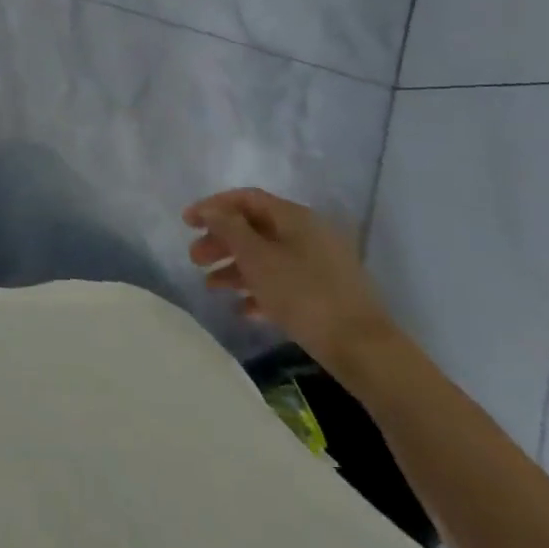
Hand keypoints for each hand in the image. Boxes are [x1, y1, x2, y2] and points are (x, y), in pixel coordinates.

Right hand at [183, 187, 398, 376]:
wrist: (362, 348)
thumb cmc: (303, 294)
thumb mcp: (257, 257)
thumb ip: (229, 228)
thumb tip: (210, 210)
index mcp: (294, 217)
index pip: (246, 198)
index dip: (213, 206)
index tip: (186, 223)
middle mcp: (307, 233)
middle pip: (254, 228)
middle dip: (221, 241)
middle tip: (195, 259)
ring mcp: (318, 264)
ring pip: (266, 257)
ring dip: (235, 268)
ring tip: (211, 287)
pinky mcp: (324, 293)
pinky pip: (283, 282)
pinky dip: (259, 290)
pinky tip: (241, 309)